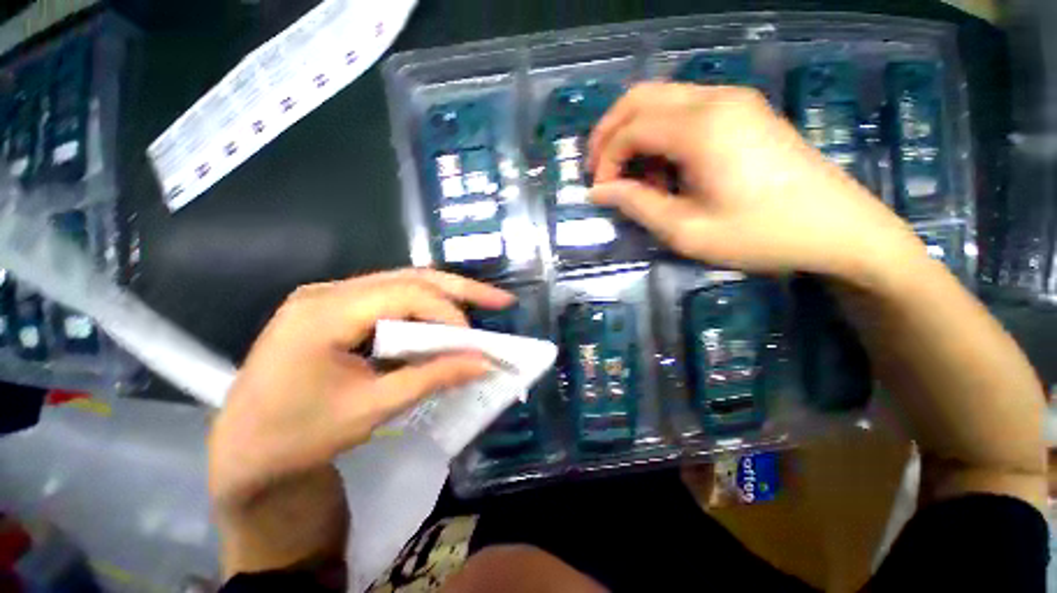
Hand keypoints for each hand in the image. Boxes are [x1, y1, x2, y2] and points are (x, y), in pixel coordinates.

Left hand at [208, 269, 512, 508]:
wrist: (244, 452)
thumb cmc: (297, 437)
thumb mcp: (371, 409)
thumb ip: (432, 378)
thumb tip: (483, 364)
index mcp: (324, 313)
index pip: (406, 295)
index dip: (449, 315)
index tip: (475, 344)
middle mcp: (328, 292)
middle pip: (410, 278)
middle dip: (462, 290)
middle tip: (502, 301)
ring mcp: (331, 297)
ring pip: (404, 284)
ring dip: (446, 298)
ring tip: (483, 306)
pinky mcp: (337, 308)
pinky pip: (392, 298)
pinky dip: (426, 310)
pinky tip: (445, 321)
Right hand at [587, 82, 920, 280]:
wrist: (839, 228)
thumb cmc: (761, 235)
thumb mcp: (687, 231)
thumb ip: (636, 205)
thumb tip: (598, 191)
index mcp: (701, 128)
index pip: (629, 129)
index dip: (605, 161)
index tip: (600, 192)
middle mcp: (714, 99)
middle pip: (639, 98)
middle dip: (609, 134)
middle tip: (599, 171)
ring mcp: (732, 100)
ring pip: (660, 99)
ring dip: (634, 133)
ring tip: (633, 177)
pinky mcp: (743, 110)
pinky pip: (684, 109)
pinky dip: (659, 134)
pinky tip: (665, 168)